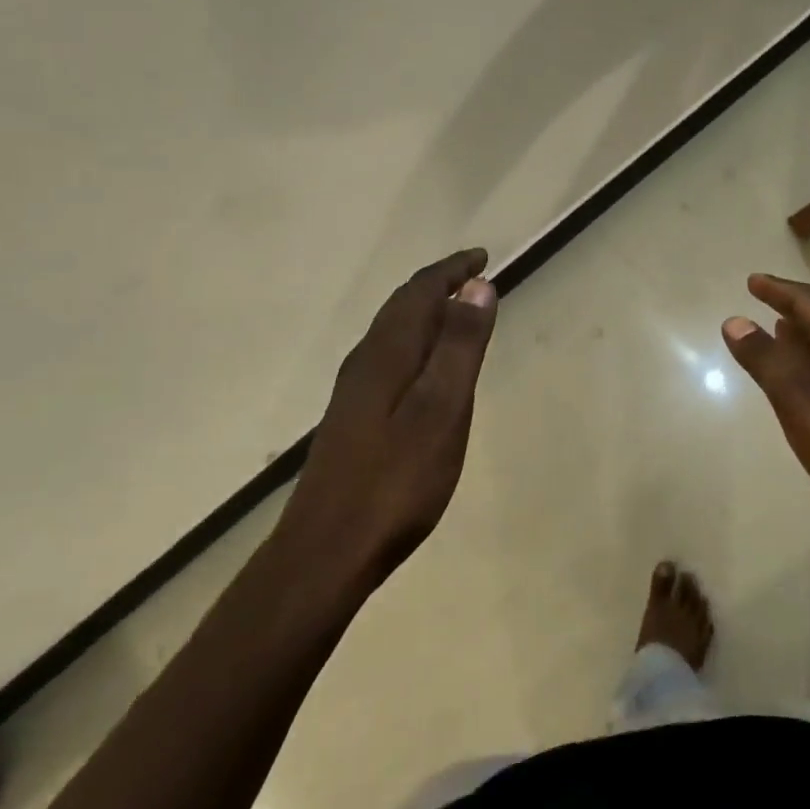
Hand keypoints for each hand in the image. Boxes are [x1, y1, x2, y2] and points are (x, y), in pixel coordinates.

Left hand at [278, 249, 498, 581]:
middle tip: (473, 276)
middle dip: (438, 284)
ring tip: (456, 311)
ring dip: (425, 312)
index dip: (452, 270)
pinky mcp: (353, 418)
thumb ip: (459, 346)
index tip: (482, 257)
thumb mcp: (442, 410)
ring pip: (392, 332)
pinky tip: (424, 367)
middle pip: (402, 307)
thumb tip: (477, 285)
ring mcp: (354, 392)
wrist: (327, 551)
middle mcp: (365, 362)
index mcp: (387, 353)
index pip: (421, 292)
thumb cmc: (396, 481)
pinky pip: (389, 357)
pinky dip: (415, 342)